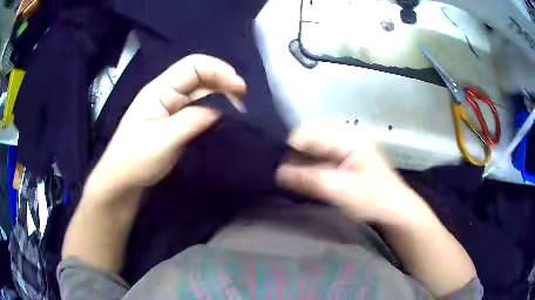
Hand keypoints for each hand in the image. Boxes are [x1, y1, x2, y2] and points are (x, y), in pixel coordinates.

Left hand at [87, 54, 246, 192]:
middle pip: (200, 76)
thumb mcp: (164, 139)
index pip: (193, 66)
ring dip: (222, 96)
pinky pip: (199, 108)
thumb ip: (194, 120)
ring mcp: (171, 107)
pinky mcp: (175, 121)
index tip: (240, 88)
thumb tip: (222, 110)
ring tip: (240, 111)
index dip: (219, 70)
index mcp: (160, 89)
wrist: (122, 181)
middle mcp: (166, 93)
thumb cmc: (136, 159)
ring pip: (201, 92)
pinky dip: (215, 110)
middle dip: (224, 82)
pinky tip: (225, 118)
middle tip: (244, 102)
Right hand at [277, 124, 427, 224]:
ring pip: (312, 147)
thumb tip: (277, 173)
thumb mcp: (341, 190)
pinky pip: (318, 155)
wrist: (394, 209)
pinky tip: (302, 177)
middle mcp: (345, 133)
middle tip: (281, 174)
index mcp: (347, 135)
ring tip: (288, 177)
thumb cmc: (373, 199)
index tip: (275, 166)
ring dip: (299, 161)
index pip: (308, 133)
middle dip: (292, 154)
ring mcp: (345, 144)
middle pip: (308, 137)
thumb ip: (310, 179)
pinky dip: (308, 165)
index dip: (289, 148)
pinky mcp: (344, 156)